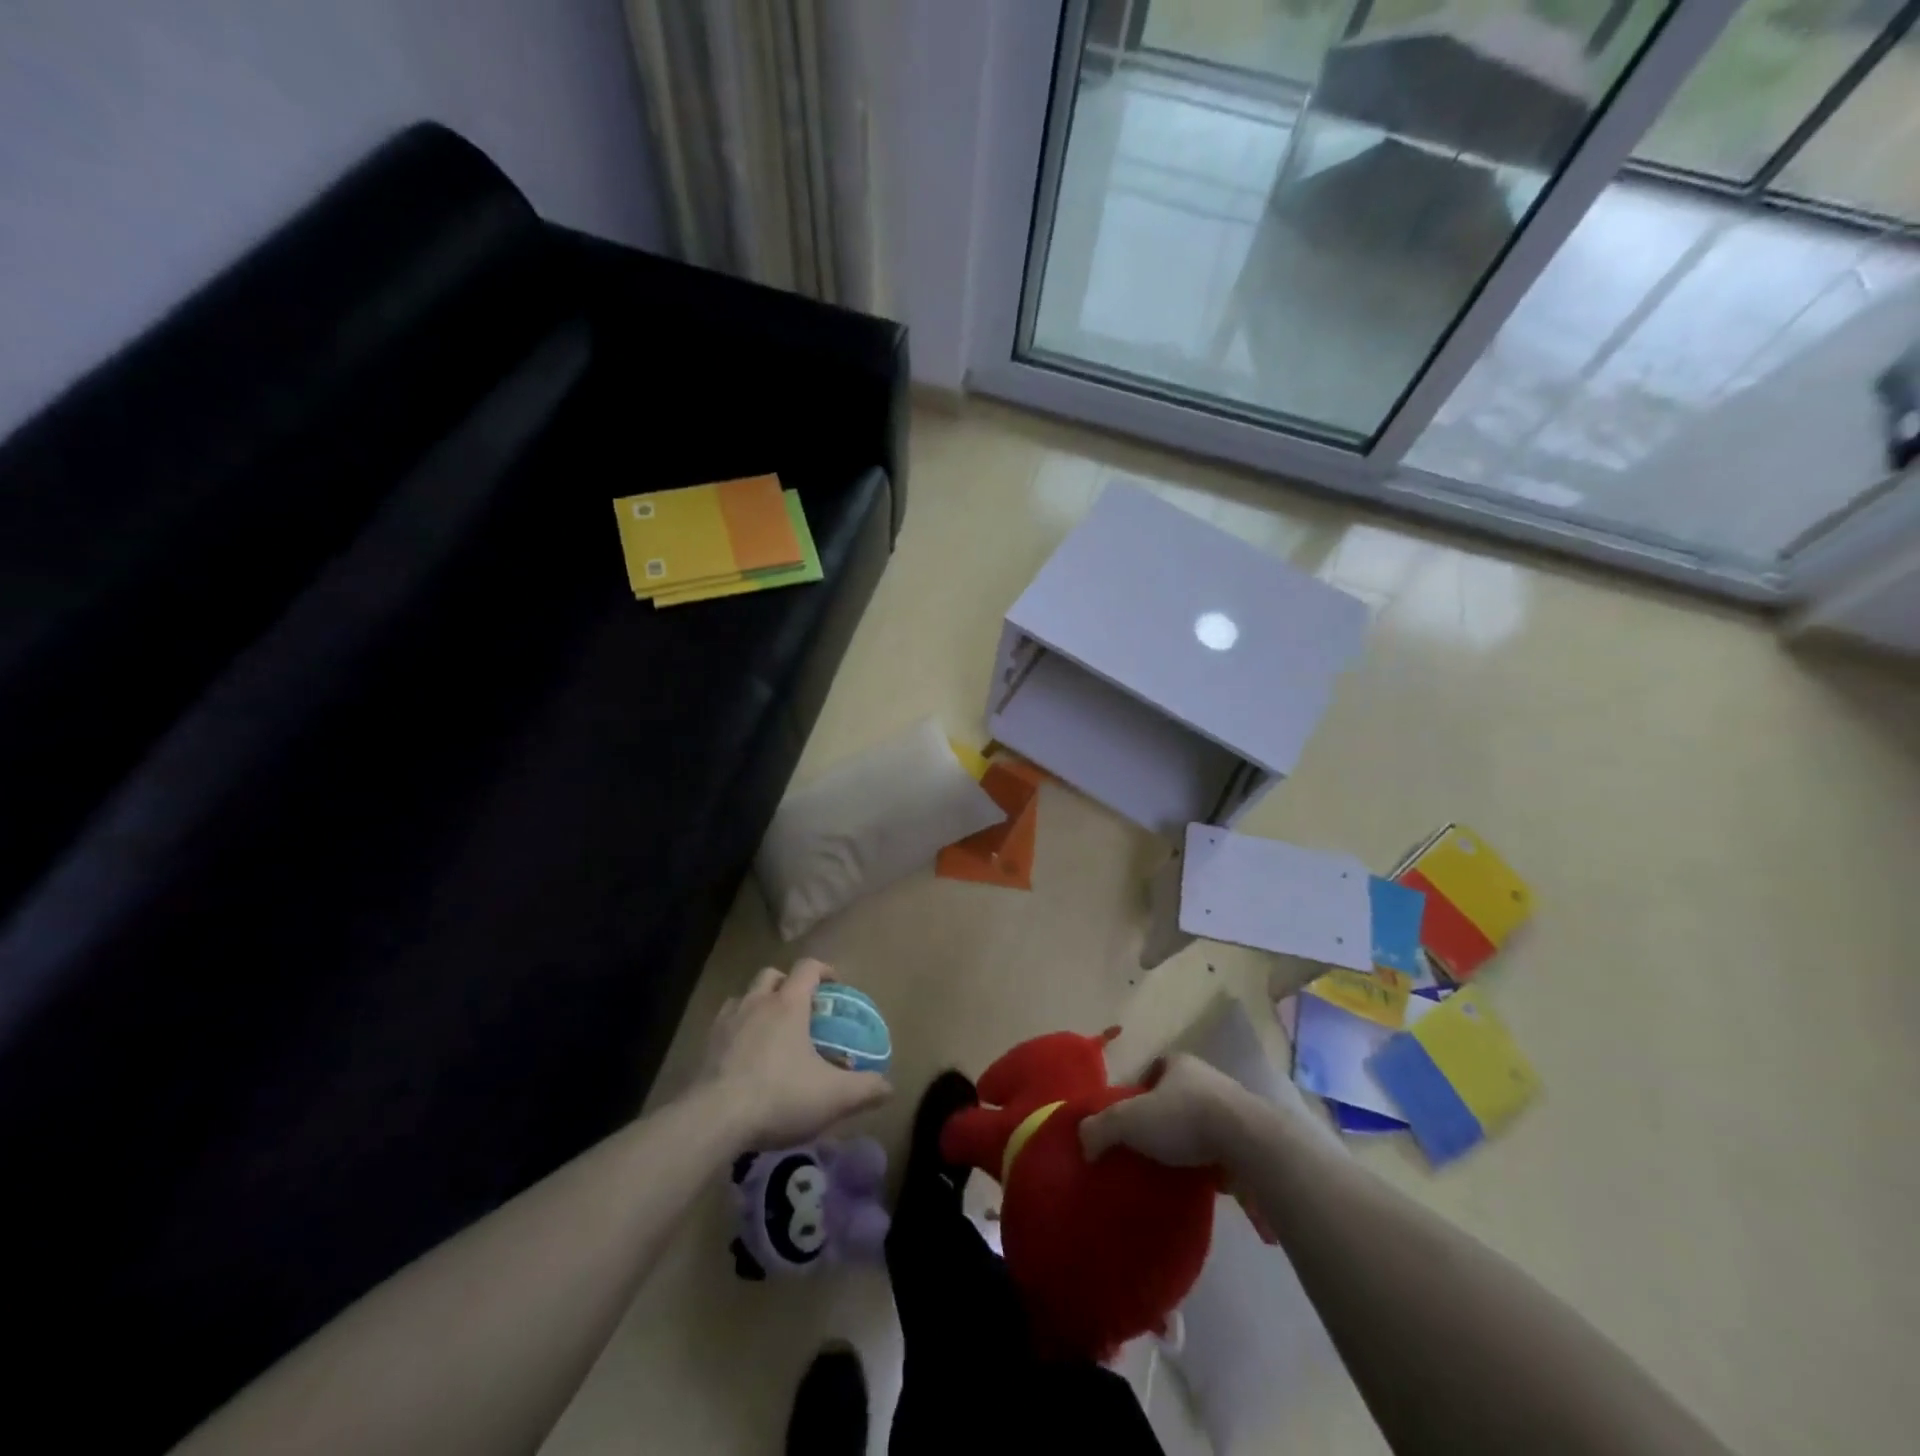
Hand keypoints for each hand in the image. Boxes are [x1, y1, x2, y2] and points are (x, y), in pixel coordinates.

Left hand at [701, 958, 891, 1150]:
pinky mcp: (705, 1047)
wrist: (714, 1119)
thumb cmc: (780, 1096)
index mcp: (788, 1004)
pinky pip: (723, 1025)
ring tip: (769, 1030)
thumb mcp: (833, 1097)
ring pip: (743, 997)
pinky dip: (735, 1031)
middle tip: (800, 1008)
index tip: (835, 985)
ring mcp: (726, 1023)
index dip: (824, 970)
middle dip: (786, 984)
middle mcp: (756, 1003)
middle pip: (771, 975)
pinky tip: (742, 1055)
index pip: (807, 968)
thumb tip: (889, 1088)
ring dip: (757, 1005)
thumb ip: (865, 1089)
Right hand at [1079, 1053, 1248, 1166]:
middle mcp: (1207, 1079)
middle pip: (1176, 1096)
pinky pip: (1220, 1150)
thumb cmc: (1184, 1118)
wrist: (1249, 1144)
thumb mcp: (1129, 1119)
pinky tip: (1196, 1183)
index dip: (1138, 1090)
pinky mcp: (1250, 1140)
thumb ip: (1100, 1128)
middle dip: (1162, 1118)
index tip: (1128, 1117)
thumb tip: (1083, 1143)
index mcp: (1179, 1063)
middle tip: (1144, 1146)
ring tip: (1169, 1168)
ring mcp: (1233, 1109)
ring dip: (1187, 1142)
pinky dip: (1208, 1164)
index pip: (1153, 1069)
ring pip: (1200, 1123)